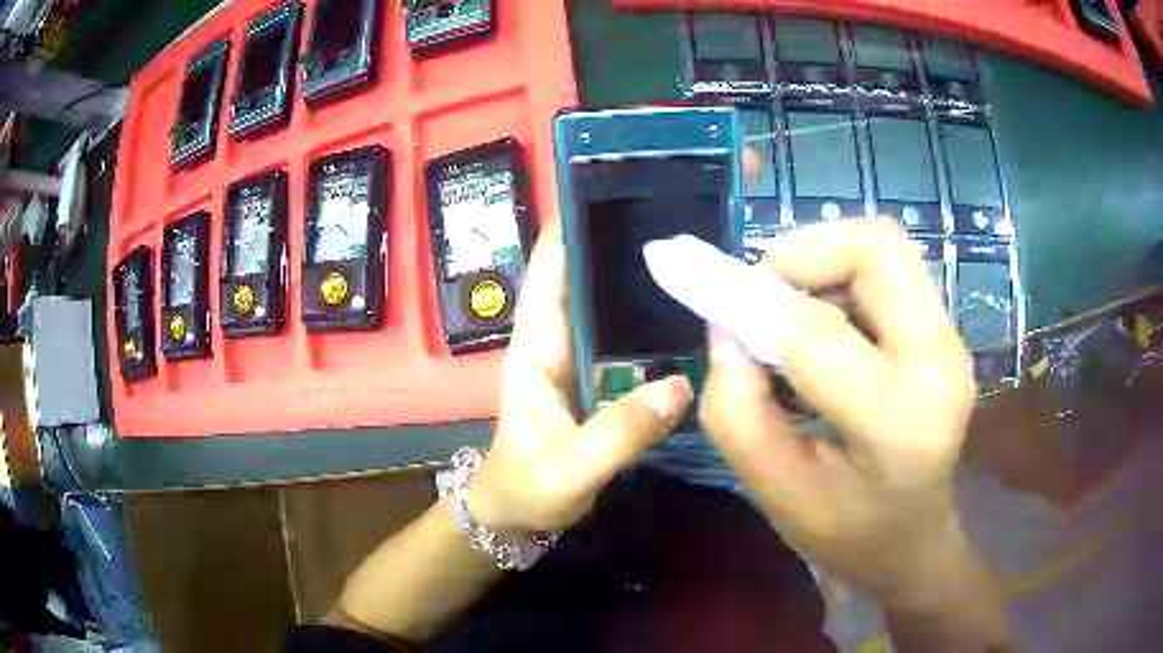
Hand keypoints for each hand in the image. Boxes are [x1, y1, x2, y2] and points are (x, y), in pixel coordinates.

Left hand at [468, 222, 693, 536]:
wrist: (515, 518)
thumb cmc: (526, 490)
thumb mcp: (569, 469)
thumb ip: (619, 432)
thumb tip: (681, 386)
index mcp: (536, 346)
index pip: (549, 268)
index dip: (573, 224)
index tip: (615, 186)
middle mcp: (556, 339)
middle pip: (584, 274)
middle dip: (619, 241)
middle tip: (679, 213)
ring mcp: (579, 358)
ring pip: (607, 303)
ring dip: (639, 277)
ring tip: (695, 251)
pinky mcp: (598, 379)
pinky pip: (626, 337)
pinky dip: (650, 319)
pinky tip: (690, 313)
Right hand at [700, 219, 978, 604]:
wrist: (912, 538)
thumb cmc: (844, 529)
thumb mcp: (774, 490)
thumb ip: (736, 410)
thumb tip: (725, 326)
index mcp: (898, 424)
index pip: (819, 335)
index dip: (752, 301)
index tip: (707, 291)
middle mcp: (940, 366)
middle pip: (879, 250)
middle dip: (806, 253)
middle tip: (765, 294)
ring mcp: (952, 343)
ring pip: (886, 249)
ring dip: (825, 263)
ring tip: (793, 314)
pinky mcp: (947, 333)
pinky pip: (891, 271)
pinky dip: (843, 277)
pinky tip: (825, 325)